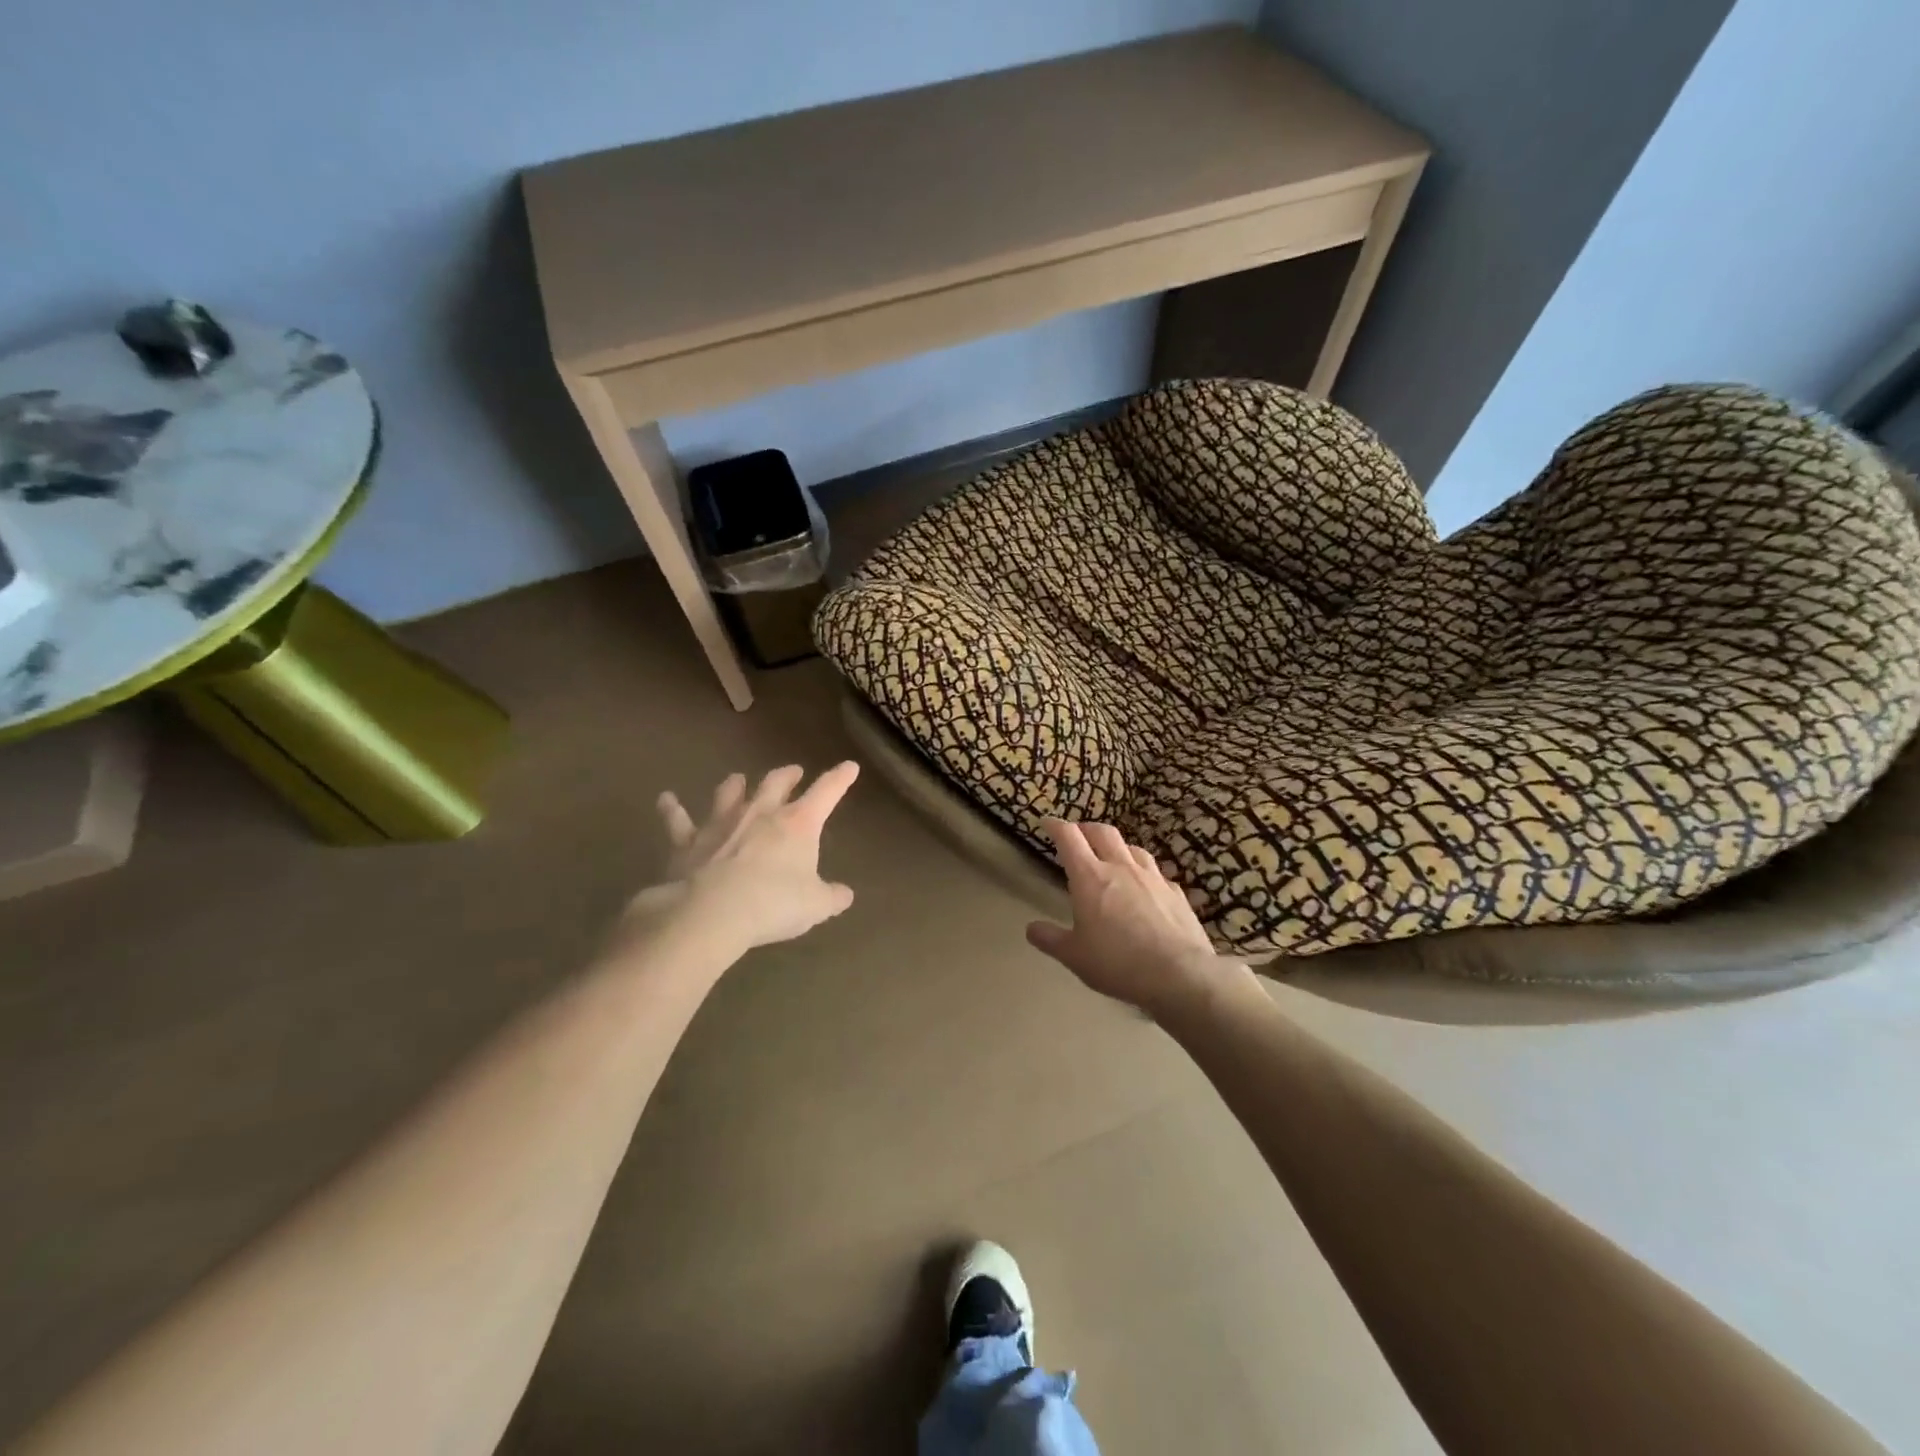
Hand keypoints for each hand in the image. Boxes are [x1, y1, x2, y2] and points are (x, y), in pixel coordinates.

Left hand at [644, 762, 860, 950]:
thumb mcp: (815, 906)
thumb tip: (845, 895)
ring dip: (735, 784)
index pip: (826, 792)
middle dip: (788, 775)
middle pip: (776, 783)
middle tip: (794, 771)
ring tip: (737, 779)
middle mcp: (760, 813)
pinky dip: (672, 809)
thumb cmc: (773, 905)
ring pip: (729, 793)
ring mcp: (721, 823)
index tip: (849, 767)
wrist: (711, 913)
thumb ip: (832, 897)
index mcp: (798, 824)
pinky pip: (678, 820)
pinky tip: (666, 799)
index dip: (840, 778)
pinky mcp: (688, 841)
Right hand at [1025, 819, 1244, 1018]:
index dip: (1055, 826)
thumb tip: (1031, 929)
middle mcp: (1121, 868)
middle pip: (1102, 832)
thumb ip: (1050, 939)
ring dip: (1117, 847)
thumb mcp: (1074, 956)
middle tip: (1078, 835)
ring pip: (1133, 848)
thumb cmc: (1117, 962)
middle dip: (1086, 828)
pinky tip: (1146, 887)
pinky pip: (1157, 873)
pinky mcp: (1176, 893)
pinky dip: (1144, 873)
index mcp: (1090, 877)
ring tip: (1112, 857)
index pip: (1069, 837)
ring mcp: (1153, 877)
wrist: (1179, 974)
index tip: (1046, 822)